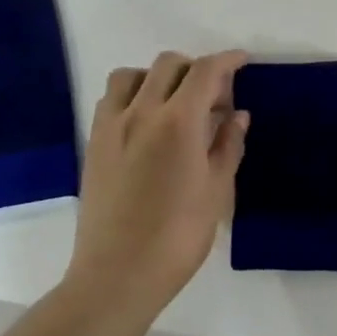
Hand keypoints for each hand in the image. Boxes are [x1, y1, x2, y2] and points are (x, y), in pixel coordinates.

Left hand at [67, 50, 249, 316]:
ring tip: (174, 104)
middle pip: (168, 64)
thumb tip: (238, 115)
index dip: (227, 60)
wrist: (118, 275)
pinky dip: (133, 95)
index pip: (205, 71)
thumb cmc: (178, 236)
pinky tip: (146, 124)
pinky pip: (111, 100)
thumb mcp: (217, 190)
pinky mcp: (94, 144)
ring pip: (132, 75)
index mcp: (178, 122)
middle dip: (196, 69)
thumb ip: (228, 145)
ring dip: (158, 77)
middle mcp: (141, 112)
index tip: (242, 61)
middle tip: (214, 97)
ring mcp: (111, 126)